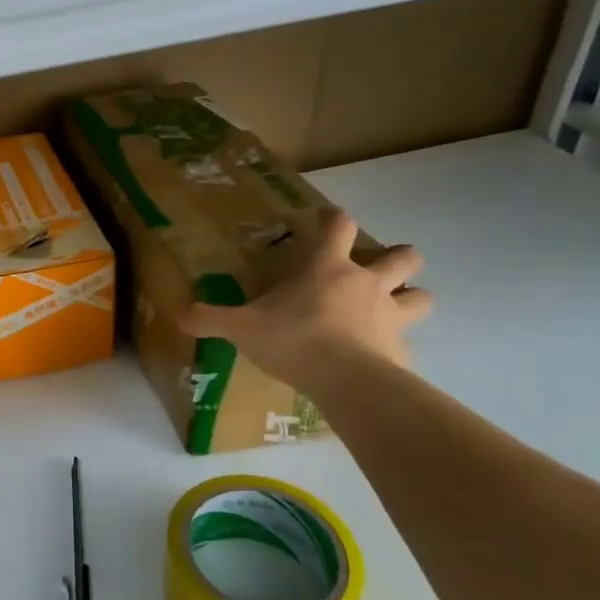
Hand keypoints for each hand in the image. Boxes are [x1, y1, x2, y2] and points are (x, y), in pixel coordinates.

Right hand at [179, 208, 431, 392]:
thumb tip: (177, 312)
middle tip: (379, 268)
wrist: (345, 380)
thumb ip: (210, 318)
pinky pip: (407, 343)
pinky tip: (381, 357)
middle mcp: (367, 283)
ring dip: (411, 297)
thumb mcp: (242, 327)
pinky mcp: (402, 349)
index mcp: (328, 268)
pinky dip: (397, 346)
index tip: (326, 219)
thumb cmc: (294, 339)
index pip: (338, 226)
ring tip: (394, 308)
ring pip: (422, 296)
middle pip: (403, 256)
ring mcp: (391, 315)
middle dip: (398, 257)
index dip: (333, 219)